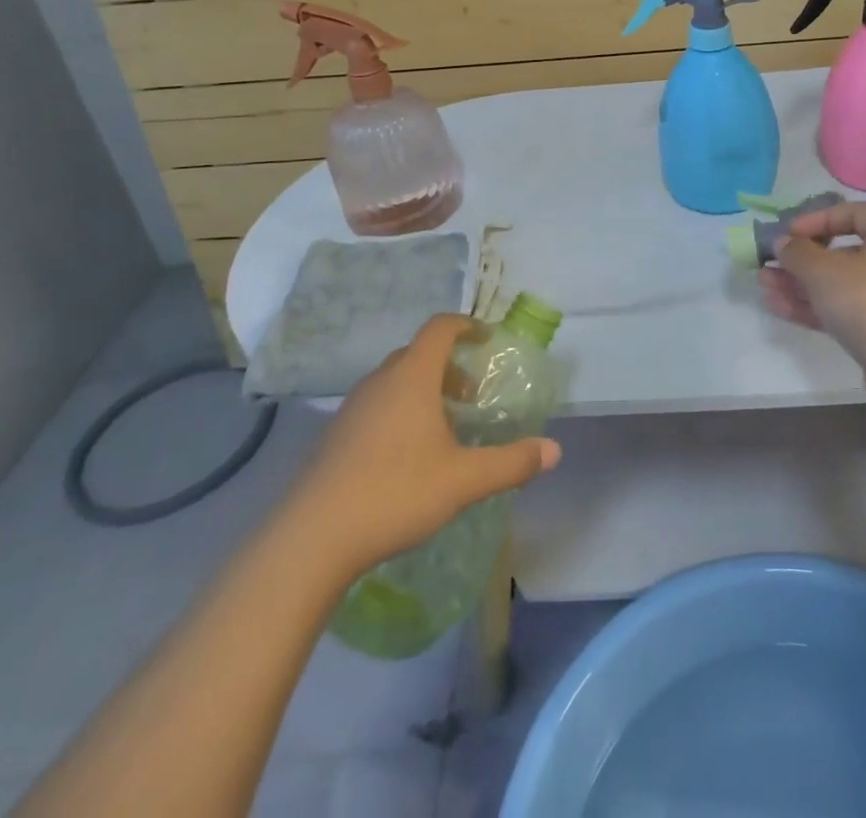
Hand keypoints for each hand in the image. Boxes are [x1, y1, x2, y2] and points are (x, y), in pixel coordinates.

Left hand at [293, 315, 560, 574]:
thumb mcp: (464, 480)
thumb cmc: (396, 493)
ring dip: (423, 389)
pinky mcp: (335, 436)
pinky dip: (400, 410)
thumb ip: (511, 463)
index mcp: (412, 377)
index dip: (465, 325)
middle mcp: (380, 381)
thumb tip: (554, 450)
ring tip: (444, 427)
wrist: (312, 539)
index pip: (439, 329)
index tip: (486, 338)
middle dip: (448, 365)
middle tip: (471, 394)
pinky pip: (376, 404)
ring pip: (395, 380)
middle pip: (417, 353)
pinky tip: (408, 454)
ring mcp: (352, 408)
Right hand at [757, 201, 865, 359]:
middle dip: (801, 258)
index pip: (854, 213)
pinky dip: (810, 307)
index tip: (791, 232)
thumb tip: (783, 242)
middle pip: (840, 253)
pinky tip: (777, 308)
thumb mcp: (823, 270)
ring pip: (836, 286)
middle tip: (768, 263)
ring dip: (799, 284)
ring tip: (764, 285)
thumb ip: (797, 252)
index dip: (819, 218)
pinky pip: (839, 312)